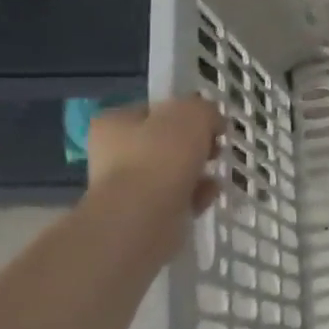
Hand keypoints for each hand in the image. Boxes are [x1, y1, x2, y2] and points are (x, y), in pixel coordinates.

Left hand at [86, 98, 222, 214]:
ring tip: (215, 172)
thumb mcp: (193, 113)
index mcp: (114, 123)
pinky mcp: (144, 215)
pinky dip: (195, 196)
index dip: (184, 112)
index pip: (153, 110)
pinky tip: (208, 195)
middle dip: (194, 145)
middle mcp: (113, 154)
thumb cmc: (162, 155)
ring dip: (197, 171)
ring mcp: (126, 188)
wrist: (144, 218)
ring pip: (172, 172)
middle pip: (164, 142)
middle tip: (214, 147)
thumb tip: (211, 122)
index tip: (208, 122)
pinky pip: (177, 198)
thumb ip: (204, 109)